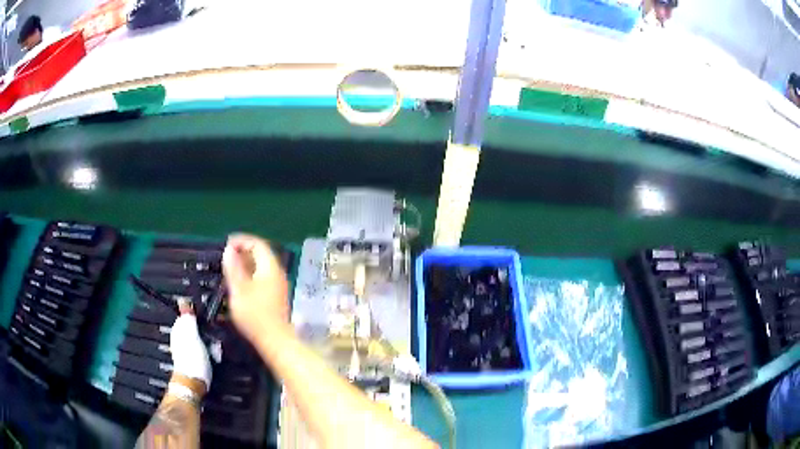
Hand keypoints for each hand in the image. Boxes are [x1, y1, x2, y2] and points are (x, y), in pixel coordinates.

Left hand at [169, 314, 211, 391]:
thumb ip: (188, 317)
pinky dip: (210, 352)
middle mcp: (180, 336)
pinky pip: (204, 350)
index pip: (190, 314)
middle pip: (197, 327)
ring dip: (211, 343)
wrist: (193, 384)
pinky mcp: (193, 359)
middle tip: (213, 341)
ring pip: (202, 339)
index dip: (201, 317)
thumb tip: (183, 299)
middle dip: (207, 332)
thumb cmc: (192, 358)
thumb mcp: (192, 334)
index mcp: (178, 328)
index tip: (211, 323)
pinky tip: (213, 358)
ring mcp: (186, 348)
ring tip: (214, 351)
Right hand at [223, 234, 289, 340]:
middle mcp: (277, 273)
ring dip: (245, 265)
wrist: (275, 341)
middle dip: (243, 252)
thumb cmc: (255, 314)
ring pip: (261, 268)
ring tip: (229, 270)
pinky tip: (240, 285)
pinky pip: (262, 279)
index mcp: (270, 267)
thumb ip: (233, 267)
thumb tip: (229, 249)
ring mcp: (278, 286)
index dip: (242, 241)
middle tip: (226, 257)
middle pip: (261, 255)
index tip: (226, 244)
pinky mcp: (276, 297)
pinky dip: (250, 276)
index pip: (258, 244)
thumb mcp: (239, 289)